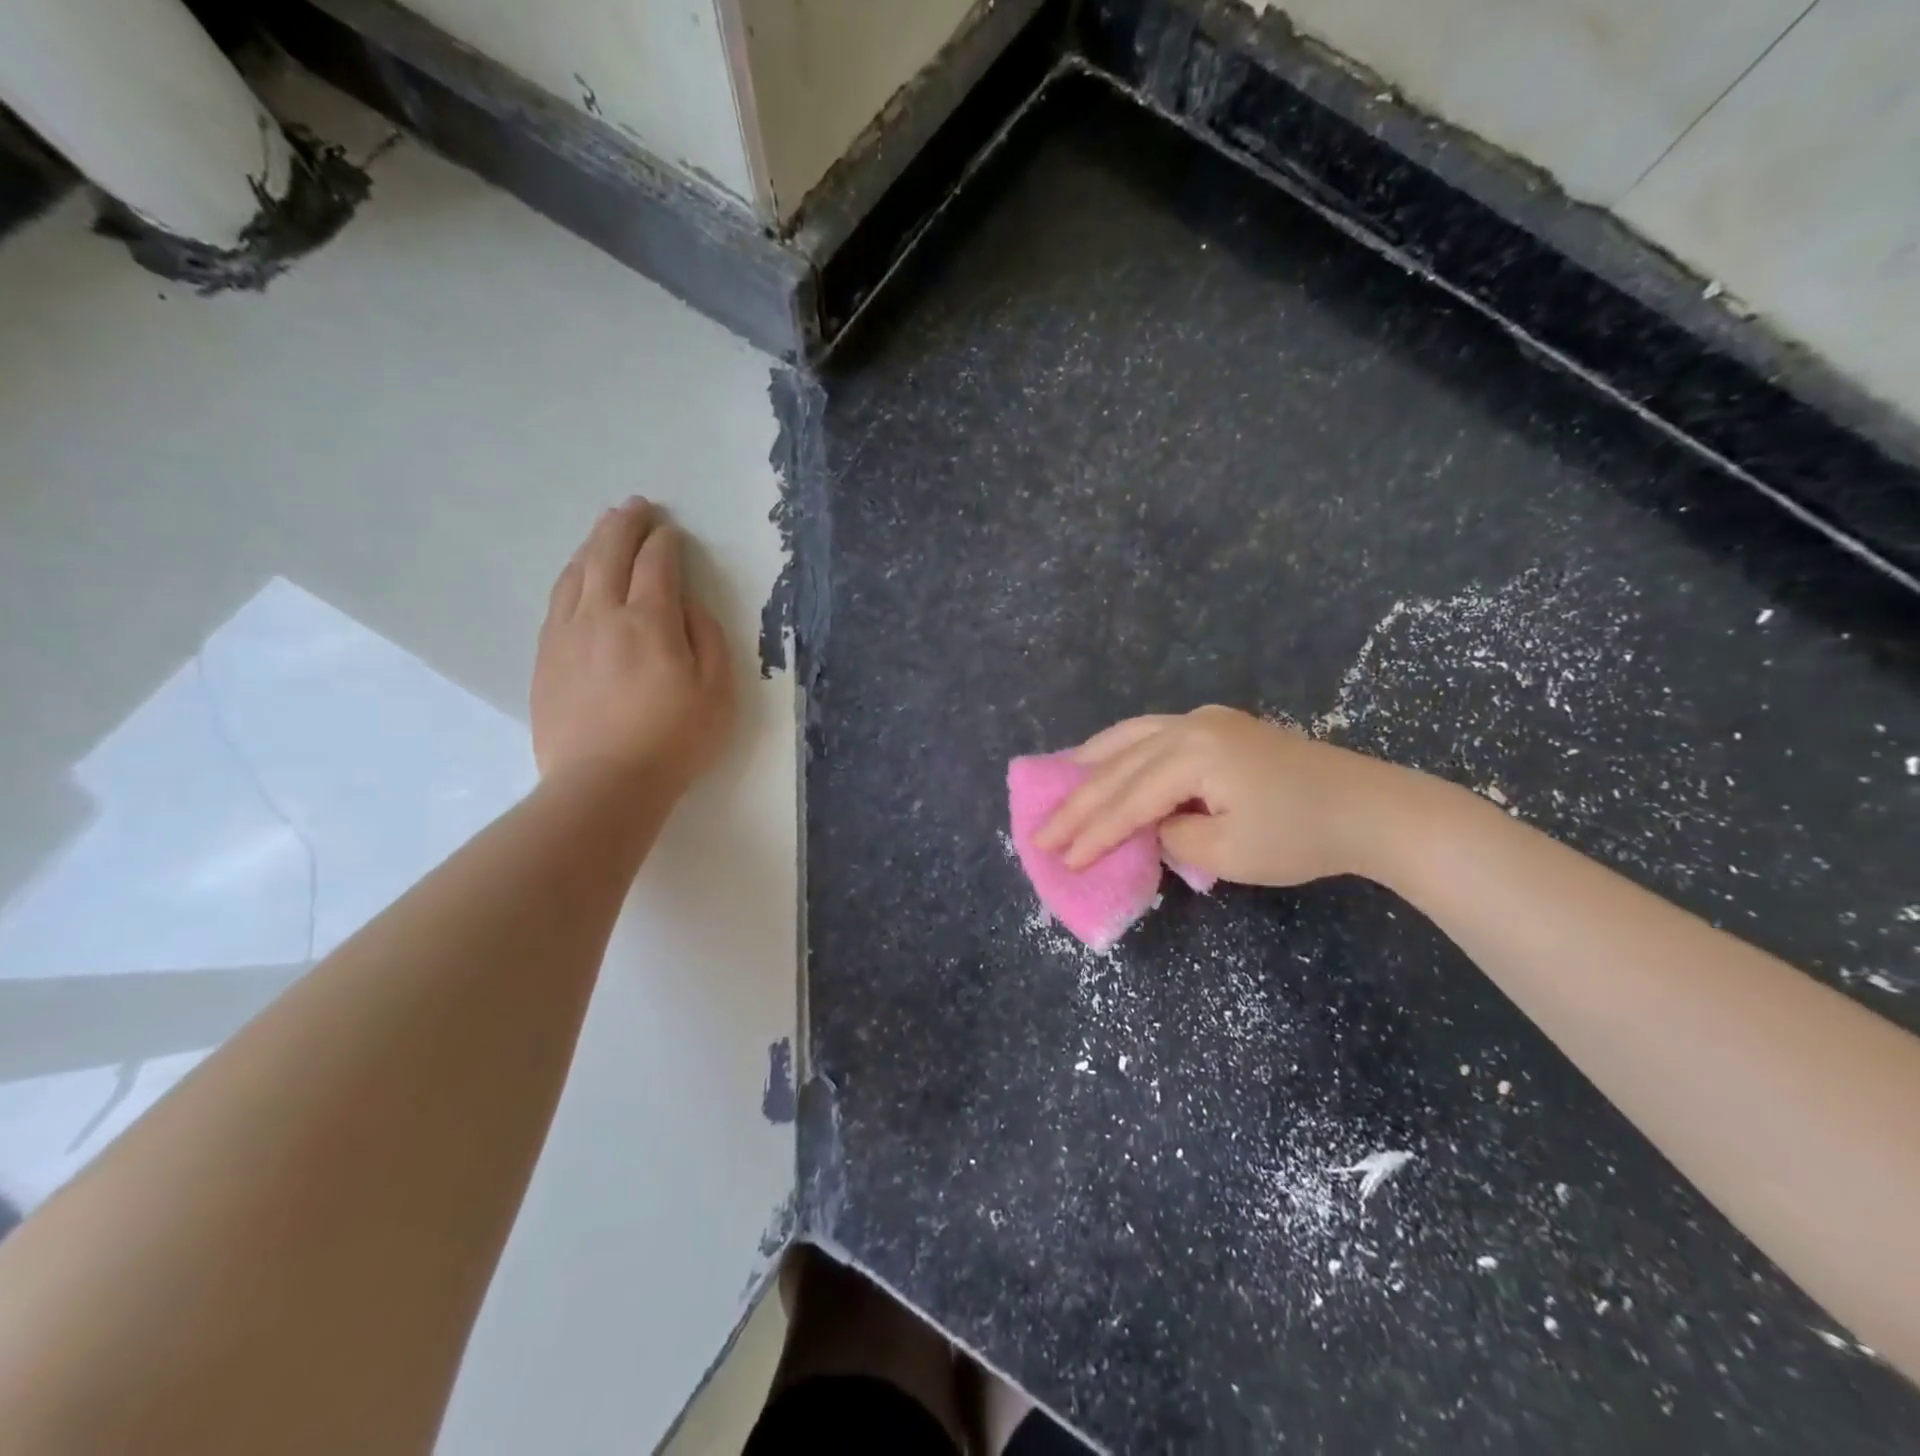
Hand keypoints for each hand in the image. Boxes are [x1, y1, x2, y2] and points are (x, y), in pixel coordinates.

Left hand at [532, 498, 734, 796]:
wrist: (603, 783)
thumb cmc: (673, 740)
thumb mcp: (717, 692)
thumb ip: (707, 639)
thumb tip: (687, 607)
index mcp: (649, 621)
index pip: (656, 564)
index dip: (665, 542)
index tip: (672, 531)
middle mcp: (602, 614)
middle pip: (609, 554)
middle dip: (624, 525)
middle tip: (636, 507)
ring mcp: (567, 634)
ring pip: (576, 572)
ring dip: (593, 544)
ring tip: (605, 530)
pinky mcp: (546, 656)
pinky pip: (557, 600)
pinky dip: (571, 576)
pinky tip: (577, 575)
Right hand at [1034, 705, 1396, 886]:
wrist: (1370, 809)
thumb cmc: (1302, 836)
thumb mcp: (1229, 852)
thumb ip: (1171, 836)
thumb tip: (1149, 826)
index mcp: (1194, 753)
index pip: (1129, 800)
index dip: (1092, 833)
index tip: (1060, 859)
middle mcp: (1191, 725)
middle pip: (1120, 766)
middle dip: (1079, 802)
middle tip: (1040, 830)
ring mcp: (1205, 719)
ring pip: (1130, 737)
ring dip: (1091, 764)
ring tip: (1057, 782)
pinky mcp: (1218, 726)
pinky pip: (1152, 733)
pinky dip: (1121, 749)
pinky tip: (1104, 758)